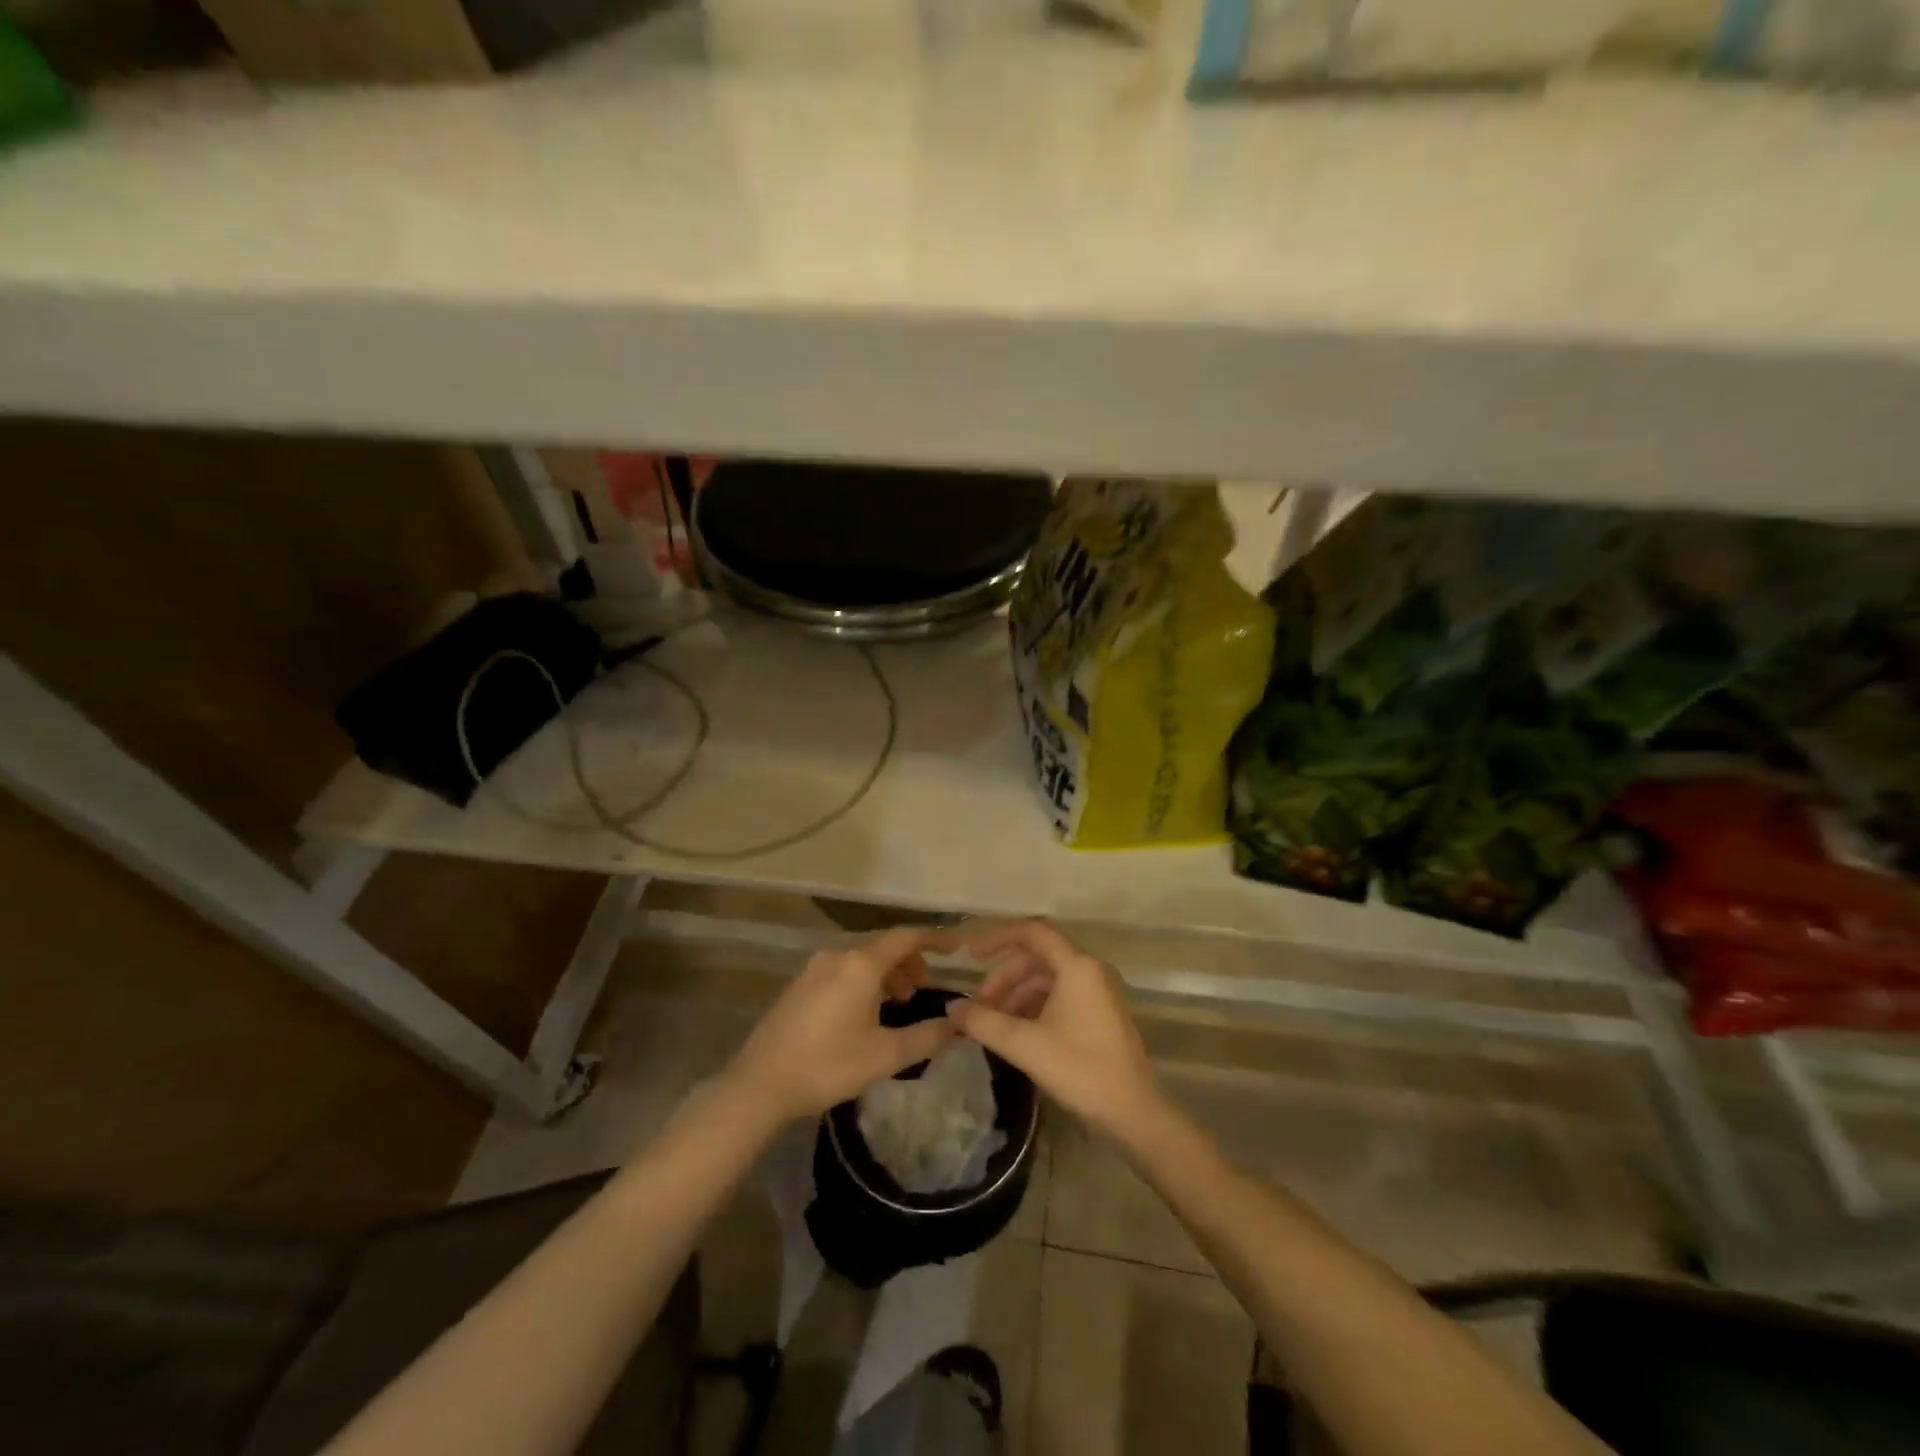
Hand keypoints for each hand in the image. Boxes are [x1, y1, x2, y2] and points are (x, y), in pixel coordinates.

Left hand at [722, 928, 956, 1124]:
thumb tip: (957, 1025)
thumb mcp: (885, 1055)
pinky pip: (843, 970)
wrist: (760, 1084)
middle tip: (924, 990)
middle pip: (884, 946)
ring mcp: (815, 968)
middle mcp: (838, 955)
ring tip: (897, 1003)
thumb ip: (927, 1037)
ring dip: (886, 973)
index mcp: (862, 964)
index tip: (957, 947)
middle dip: (910, 962)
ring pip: (862, 959)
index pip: (907, 937)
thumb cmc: (828, 1065)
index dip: (936, 938)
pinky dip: (864, 980)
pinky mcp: (800, 984)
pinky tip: (864, 1012)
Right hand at [946, 920, 1166, 1143]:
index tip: (971, 957)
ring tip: (994, 1023)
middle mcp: (1090, 970)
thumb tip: (951, 1008)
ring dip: (1018, 994)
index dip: (998, 938)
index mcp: (1077, 966)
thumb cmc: (1080, 1070)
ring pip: (1048, 978)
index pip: (1032, 932)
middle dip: (1004, 976)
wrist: (1134, 1113)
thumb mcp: (1024, 1045)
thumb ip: (984, 1022)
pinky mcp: (1102, 1013)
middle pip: (1038, 957)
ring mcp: (1099, 991)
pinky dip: (1035, 1006)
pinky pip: (1061, 995)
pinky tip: (1018, 1032)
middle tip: (979, 1006)